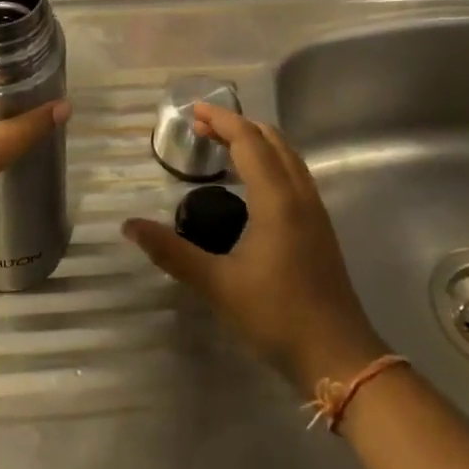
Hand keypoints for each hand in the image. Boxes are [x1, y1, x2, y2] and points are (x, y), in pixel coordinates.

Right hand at [123, 104, 386, 395]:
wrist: (338, 356)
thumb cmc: (276, 316)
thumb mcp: (218, 286)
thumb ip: (173, 252)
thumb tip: (130, 226)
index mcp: (277, 199)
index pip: (248, 141)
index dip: (221, 121)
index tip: (193, 112)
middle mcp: (299, 194)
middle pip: (271, 140)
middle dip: (237, 126)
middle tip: (202, 126)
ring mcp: (315, 210)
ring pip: (287, 156)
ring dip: (257, 140)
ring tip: (224, 145)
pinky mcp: (320, 227)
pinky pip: (294, 173)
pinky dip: (271, 160)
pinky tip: (253, 182)